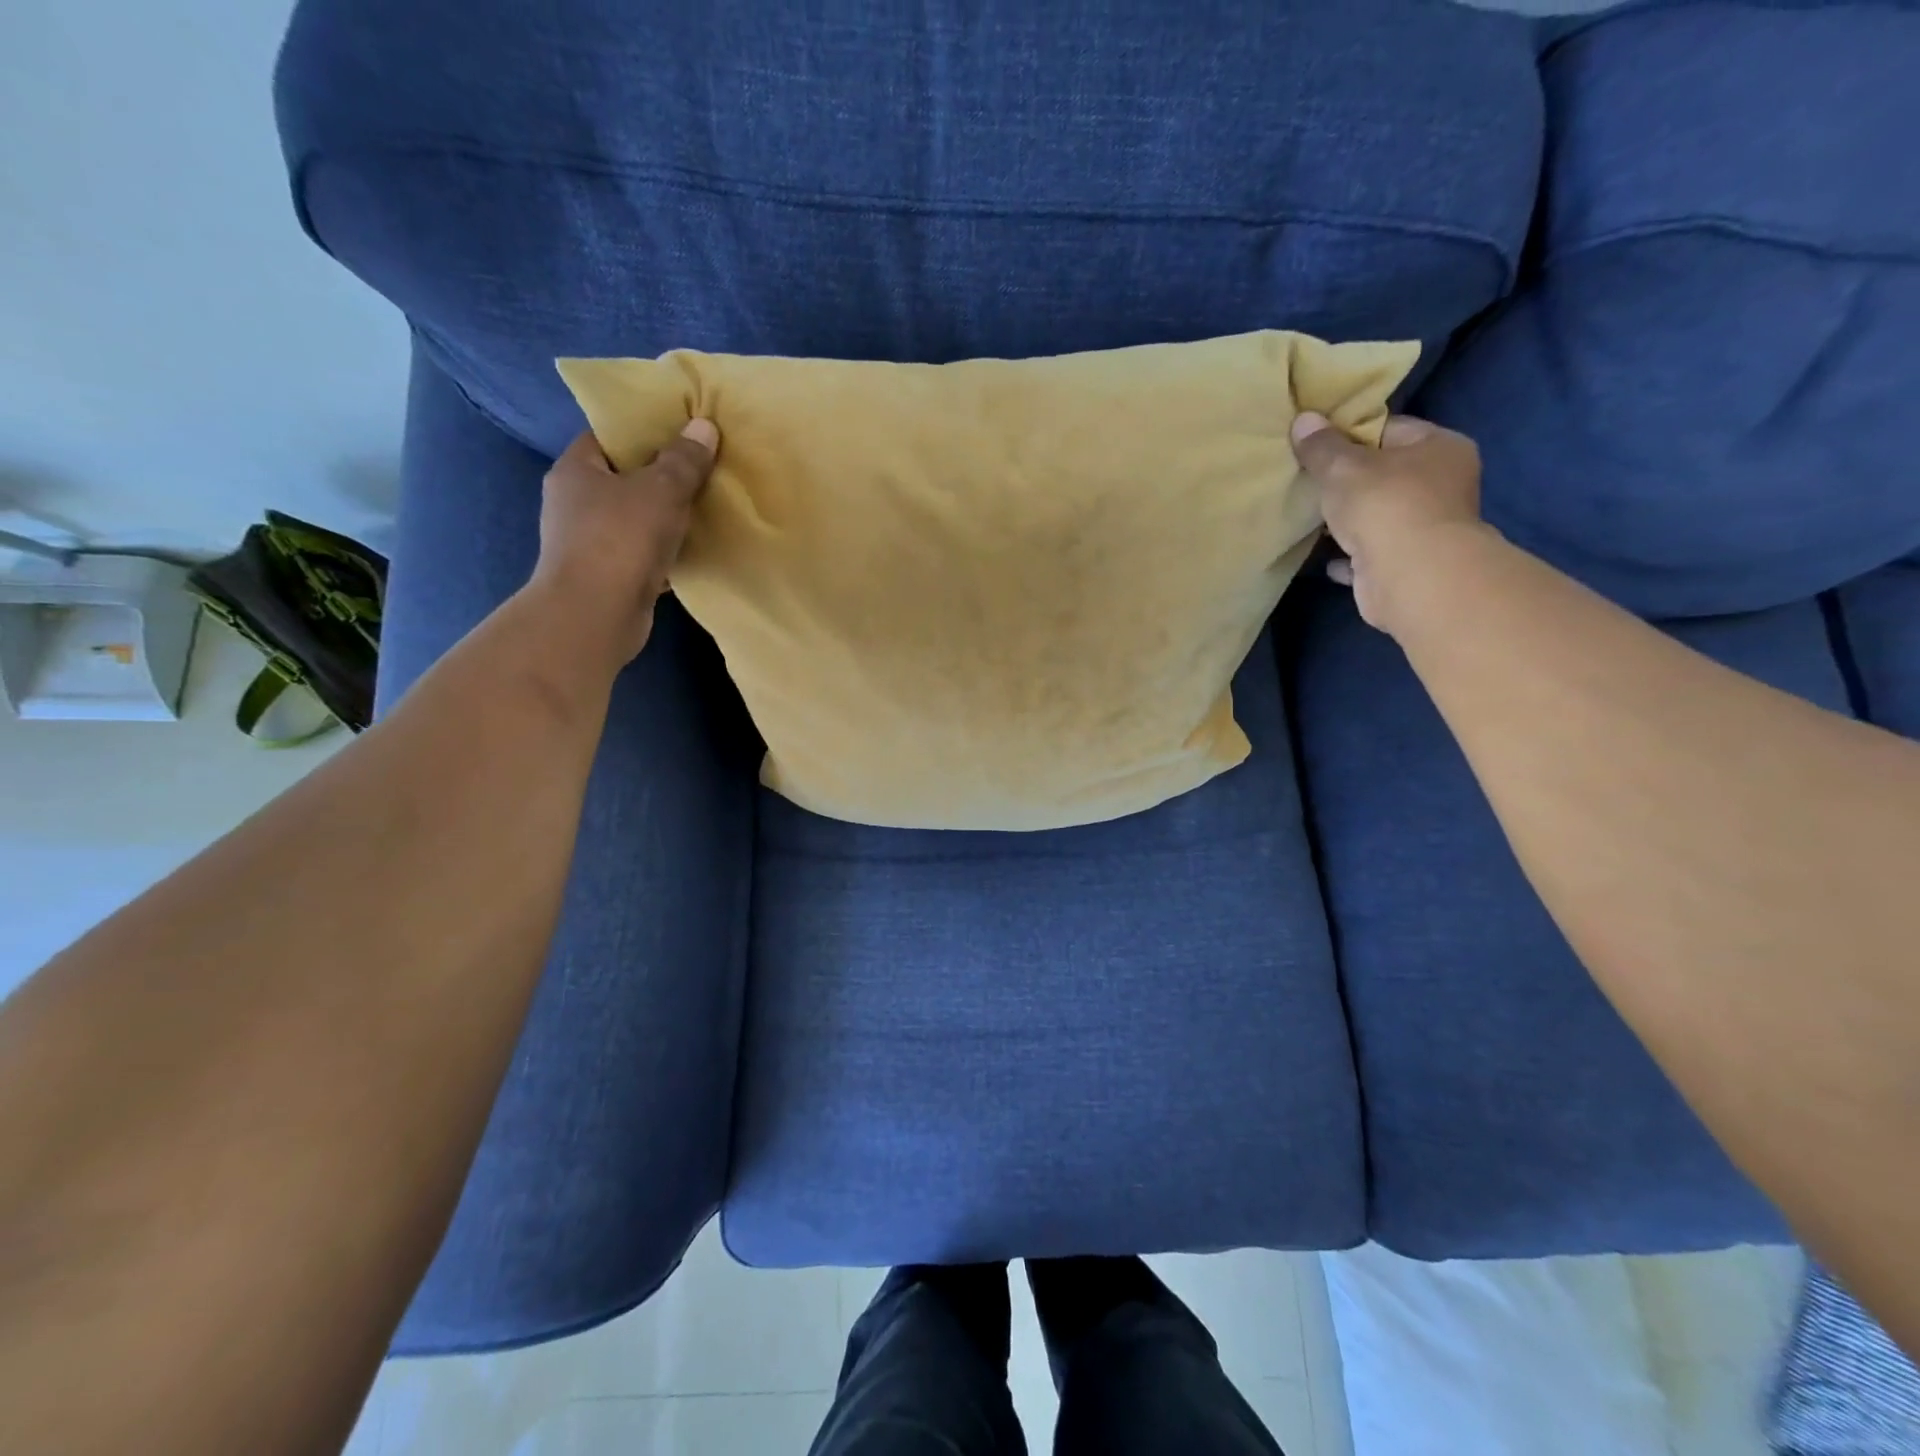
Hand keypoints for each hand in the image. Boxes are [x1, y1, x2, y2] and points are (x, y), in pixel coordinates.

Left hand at [525, 419, 719, 665]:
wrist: (596, 615)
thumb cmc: (621, 539)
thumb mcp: (661, 490)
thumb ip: (684, 460)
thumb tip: (704, 427)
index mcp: (576, 470)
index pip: (608, 437)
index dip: (643, 433)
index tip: (680, 435)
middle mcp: (575, 503)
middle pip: (623, 479)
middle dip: (660, 477)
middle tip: (701, 470)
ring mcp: (589, 543)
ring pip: (635, 519)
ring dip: (664, 518)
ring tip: (704, 509)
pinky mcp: (607, 576)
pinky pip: (642, 553)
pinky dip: (665, 552)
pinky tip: (694, 551)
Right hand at [1290, 411, 1486, 635]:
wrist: (1409, 577)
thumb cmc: (1385, 505)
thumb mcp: (1343, 467)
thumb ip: (1321, 447)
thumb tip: (1303, 419)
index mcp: (1440, 447)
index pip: (1390, 429)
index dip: (1351, 434)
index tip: (1316, 444)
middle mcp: (1442, 484)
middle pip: (1385, 474)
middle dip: (1348, 480)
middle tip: (1307, 479)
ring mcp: (1426, 527)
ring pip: (1378, 515)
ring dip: (1347, 519)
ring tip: (1309, 515)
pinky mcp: (1407, 564)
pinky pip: (1369, 552)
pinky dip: (1348, 554)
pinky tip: (1323, 556)